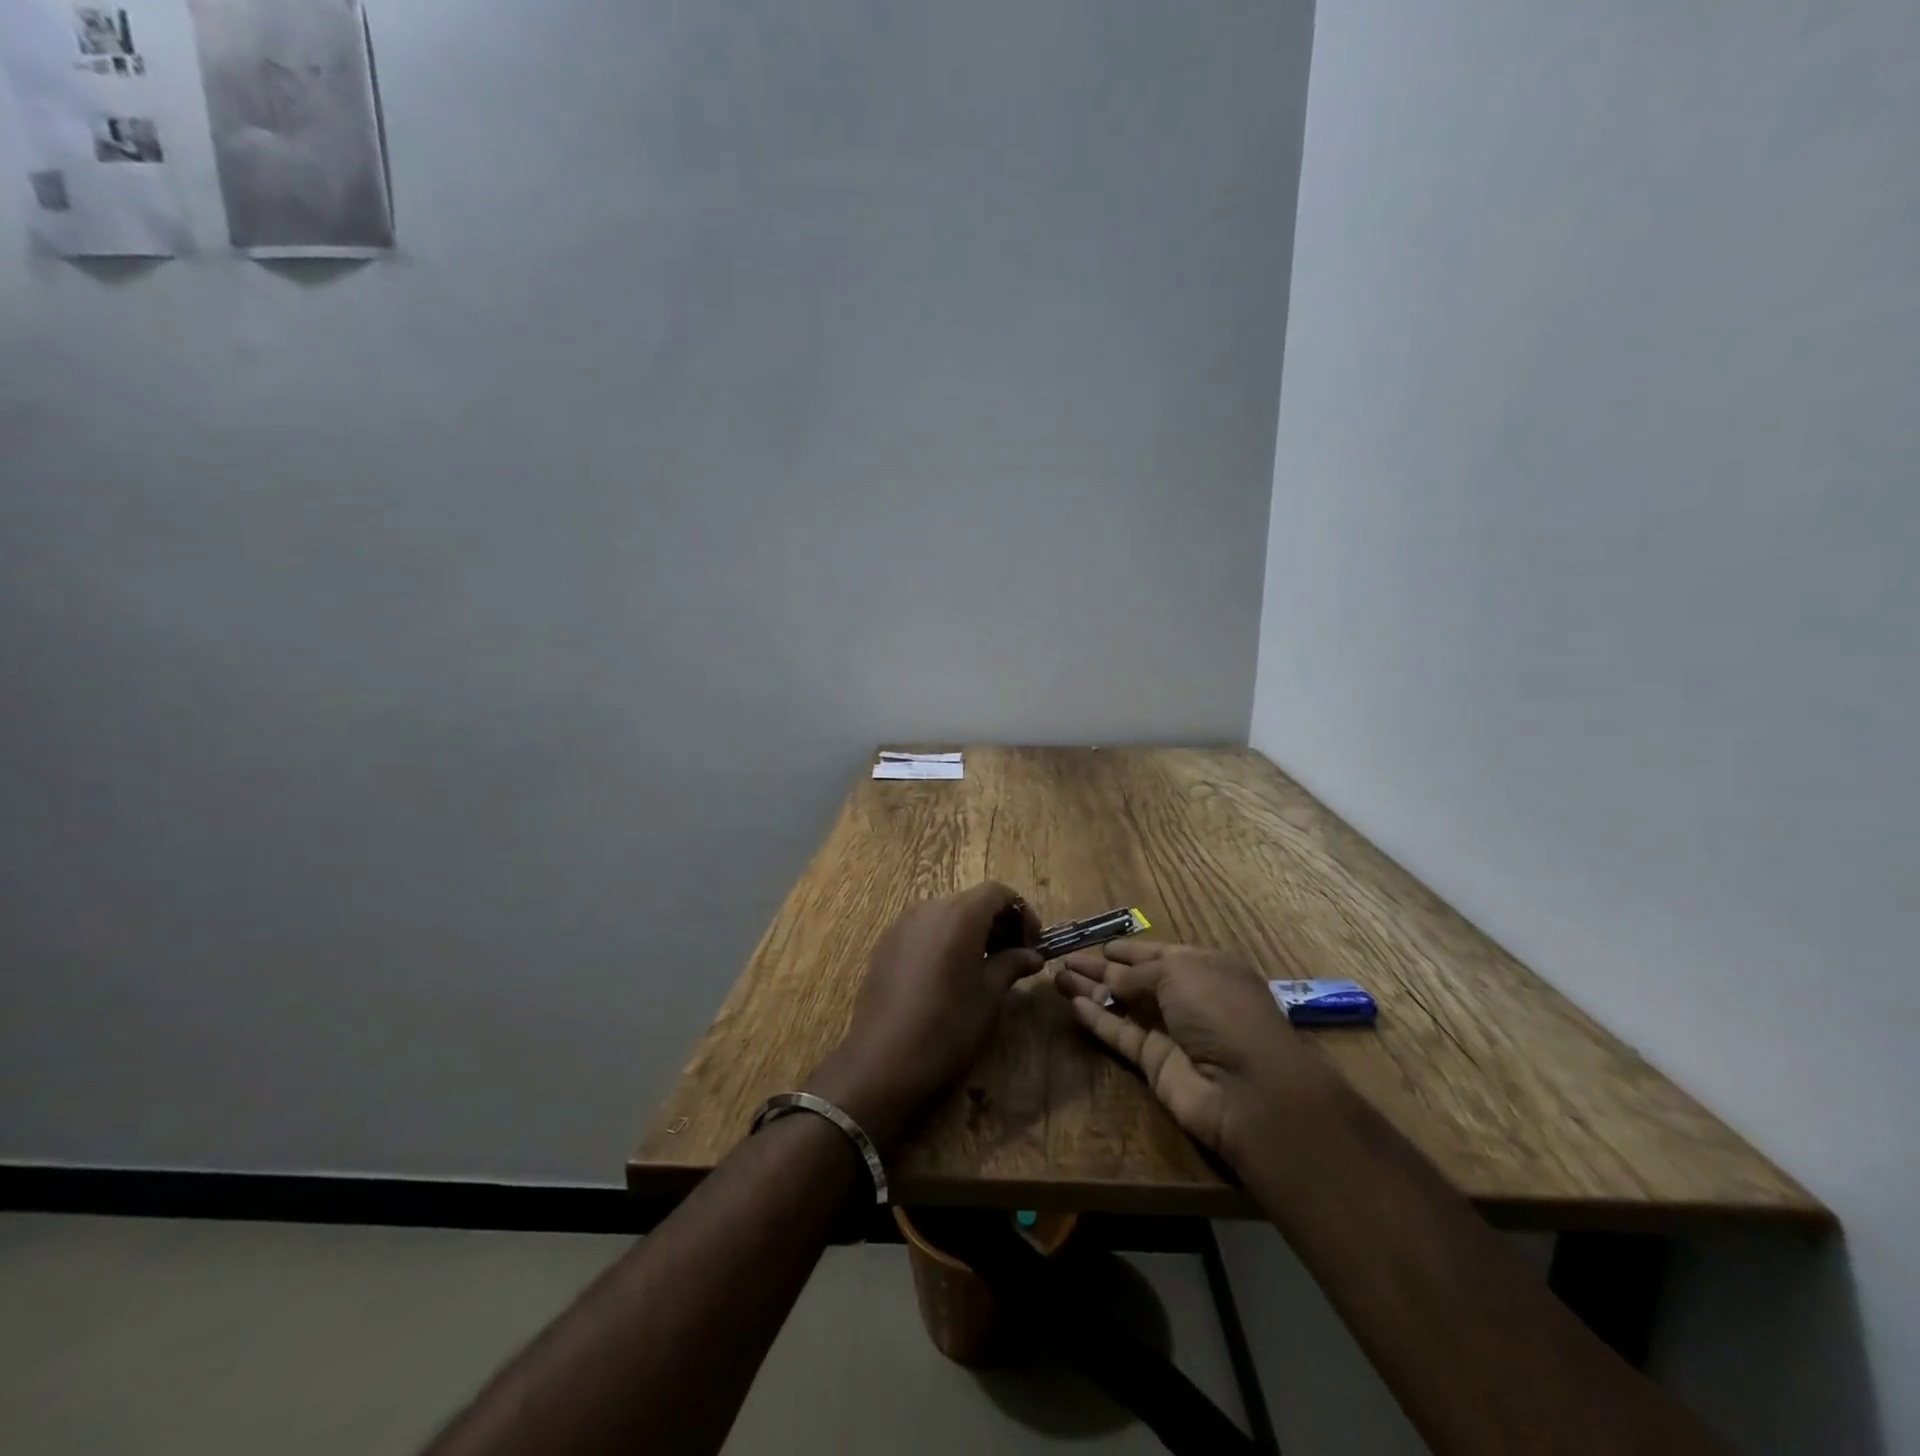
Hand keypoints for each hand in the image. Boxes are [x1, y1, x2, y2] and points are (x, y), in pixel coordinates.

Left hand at [808, 882, 1041, 1151]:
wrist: (883, 1057)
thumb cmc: (947, 1023)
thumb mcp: (989, 995)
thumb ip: (1012, 964)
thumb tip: (1032, 955)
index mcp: (960, 913)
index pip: (998, 892)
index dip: (1022, 913)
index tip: (1032, 943)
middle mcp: (929, 908)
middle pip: (971, 902)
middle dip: (997, 923)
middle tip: (1013, 957)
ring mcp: (902, 924)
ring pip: (946, 915)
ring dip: (971, 932)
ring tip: (983, 968)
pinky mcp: (886, 944)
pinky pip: (924, 931)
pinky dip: (945, 941)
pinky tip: (948, 976)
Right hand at [1054, 940, 1336, 1165]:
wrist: (1246, 1088)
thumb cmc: (1219, 1010)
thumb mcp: (1179, 972)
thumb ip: (1138, 973)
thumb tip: (1111, 978)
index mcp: (1205, 967)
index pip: (1159, 953)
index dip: (1129, 949)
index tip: (1100, 945)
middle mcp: (1189, 997)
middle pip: (1136, 979)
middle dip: (1102, 967)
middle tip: (1066, 958)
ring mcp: (1171, 1032)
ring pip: (1123, 1006)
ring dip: (1092, 991)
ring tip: (1056, 977)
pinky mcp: (1154, 1064)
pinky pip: (1120, 1035)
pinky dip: (1097, 1020)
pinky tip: (1071, 1004)